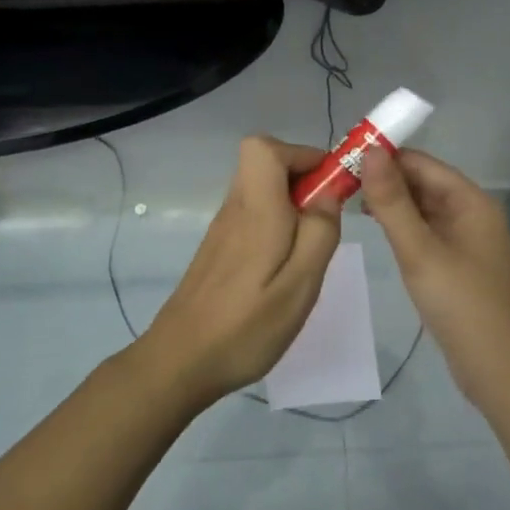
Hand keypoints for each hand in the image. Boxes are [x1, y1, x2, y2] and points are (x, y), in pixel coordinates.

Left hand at [131, 136, 342, 409]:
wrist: (181, 362)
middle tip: (325, 221)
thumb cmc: (247, 326)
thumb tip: (329, 191)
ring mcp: (223, 228)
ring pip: (261, 190)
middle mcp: (236, 209)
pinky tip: (283, 270)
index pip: (264, 147)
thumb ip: (320, 231)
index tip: (329, 186)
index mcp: (256, 209)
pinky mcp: (219, 249)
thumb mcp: (300, 284)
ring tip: (309, 250)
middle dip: (303, 179)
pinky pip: (253, 215)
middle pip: (265, 164)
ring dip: (292, 205)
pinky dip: (276, 225)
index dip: (302, 154)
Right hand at [360, 148, 509, 404]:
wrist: (499, 367)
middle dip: (384, 180)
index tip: (342, 159)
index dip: (384, 157)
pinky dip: (402, 227)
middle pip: (423, 183)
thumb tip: (371, 151)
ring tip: (347, 203)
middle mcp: (471, 212)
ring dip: (390, 203)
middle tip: (336, 183)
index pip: (421, 163)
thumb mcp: (420, 250)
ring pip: (423, 208)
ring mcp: (466, 239)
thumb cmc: (461, 304)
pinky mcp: (458, 263)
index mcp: (470, 201)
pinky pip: (427, 232)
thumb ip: (392, 202)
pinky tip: (377, 231)